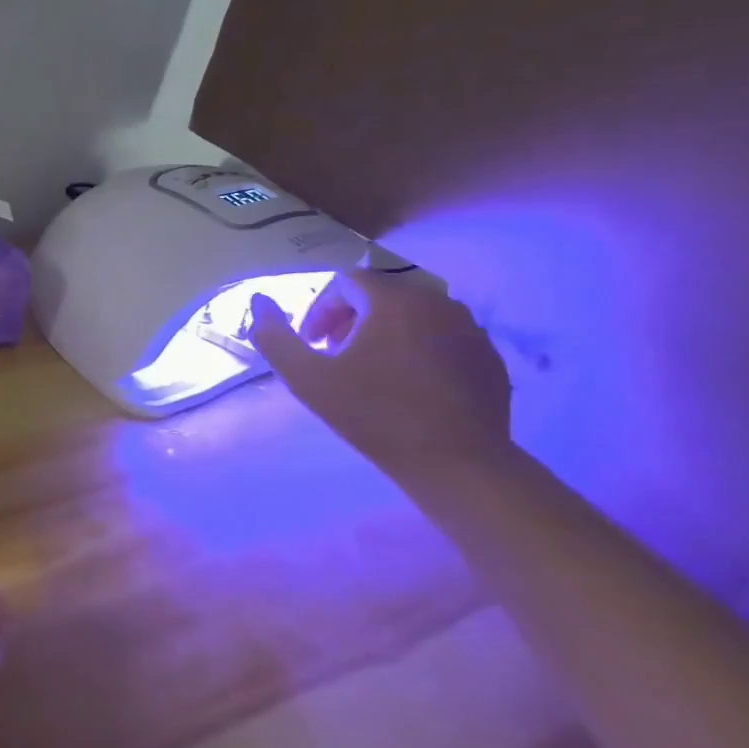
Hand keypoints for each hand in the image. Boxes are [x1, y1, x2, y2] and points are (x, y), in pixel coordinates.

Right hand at [248, 269, 512, 477]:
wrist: (459, 465)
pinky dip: (419, 348)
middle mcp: (437, 302)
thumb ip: (275, 336)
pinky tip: (409, 385)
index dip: (320, 310)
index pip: (346, 282)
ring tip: (370, 370)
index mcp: (394, 300)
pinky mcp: (489, 357)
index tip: (312, 345)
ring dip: (384, 331)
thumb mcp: (306, 378)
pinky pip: (443, 337)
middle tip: (335, 356)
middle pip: (381, 294)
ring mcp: (471, 329)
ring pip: (414, 314)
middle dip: (350, 319)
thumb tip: (259, 300)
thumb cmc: (375, 415)